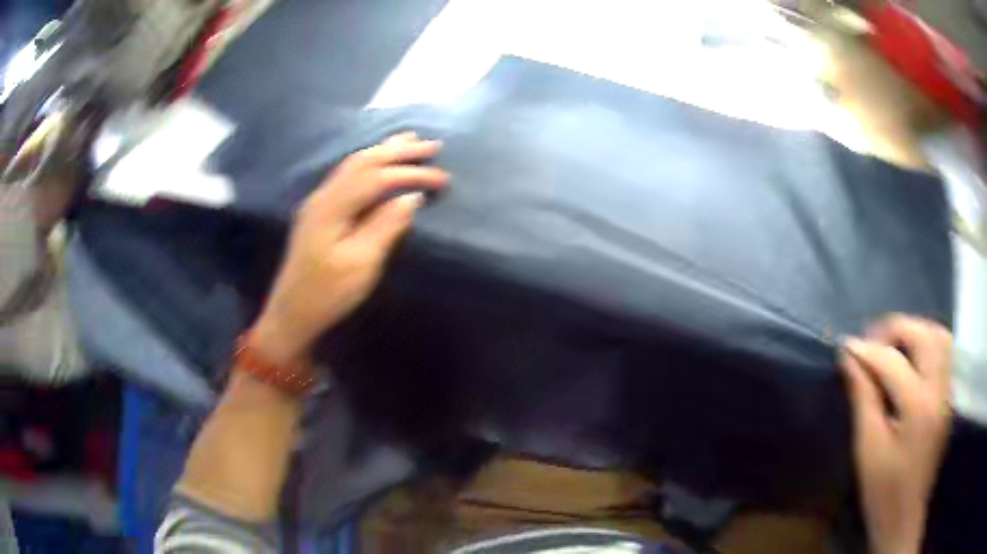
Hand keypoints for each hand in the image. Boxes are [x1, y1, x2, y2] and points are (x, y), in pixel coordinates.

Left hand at [251, 133, 447, 365]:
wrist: (291, 313)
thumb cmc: (327, 294)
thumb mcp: (361, 265)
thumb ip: (385, 226)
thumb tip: (412, 198)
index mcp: (332, 207)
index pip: (376, 177)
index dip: (410, 173)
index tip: (442, 178)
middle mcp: (323, 196)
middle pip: (363, 162)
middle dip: (399, 151)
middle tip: (432, 145)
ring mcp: (318, 202)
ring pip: (353, 164)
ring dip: (383, 151)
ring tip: (409, 141)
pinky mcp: (319, 211)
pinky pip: (348, 175)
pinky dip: (370, 163)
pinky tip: (380, 161)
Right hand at [840, 315, 951, 553]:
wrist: (904, 518)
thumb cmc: (883, 492)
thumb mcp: (868, 449)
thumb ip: (863, 398)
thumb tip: (849, 358)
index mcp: (918, 407)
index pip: (892, 361)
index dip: (866, 350)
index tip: (844, 345)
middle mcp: (939, 390)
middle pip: (924, 335)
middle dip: (896, 329)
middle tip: (871, 343)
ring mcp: (947, 393)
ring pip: (939, 337)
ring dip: (915, 332)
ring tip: (892, 347)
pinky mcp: (949, 398)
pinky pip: (944, 353)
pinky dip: (926, 345)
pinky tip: (910, 362)